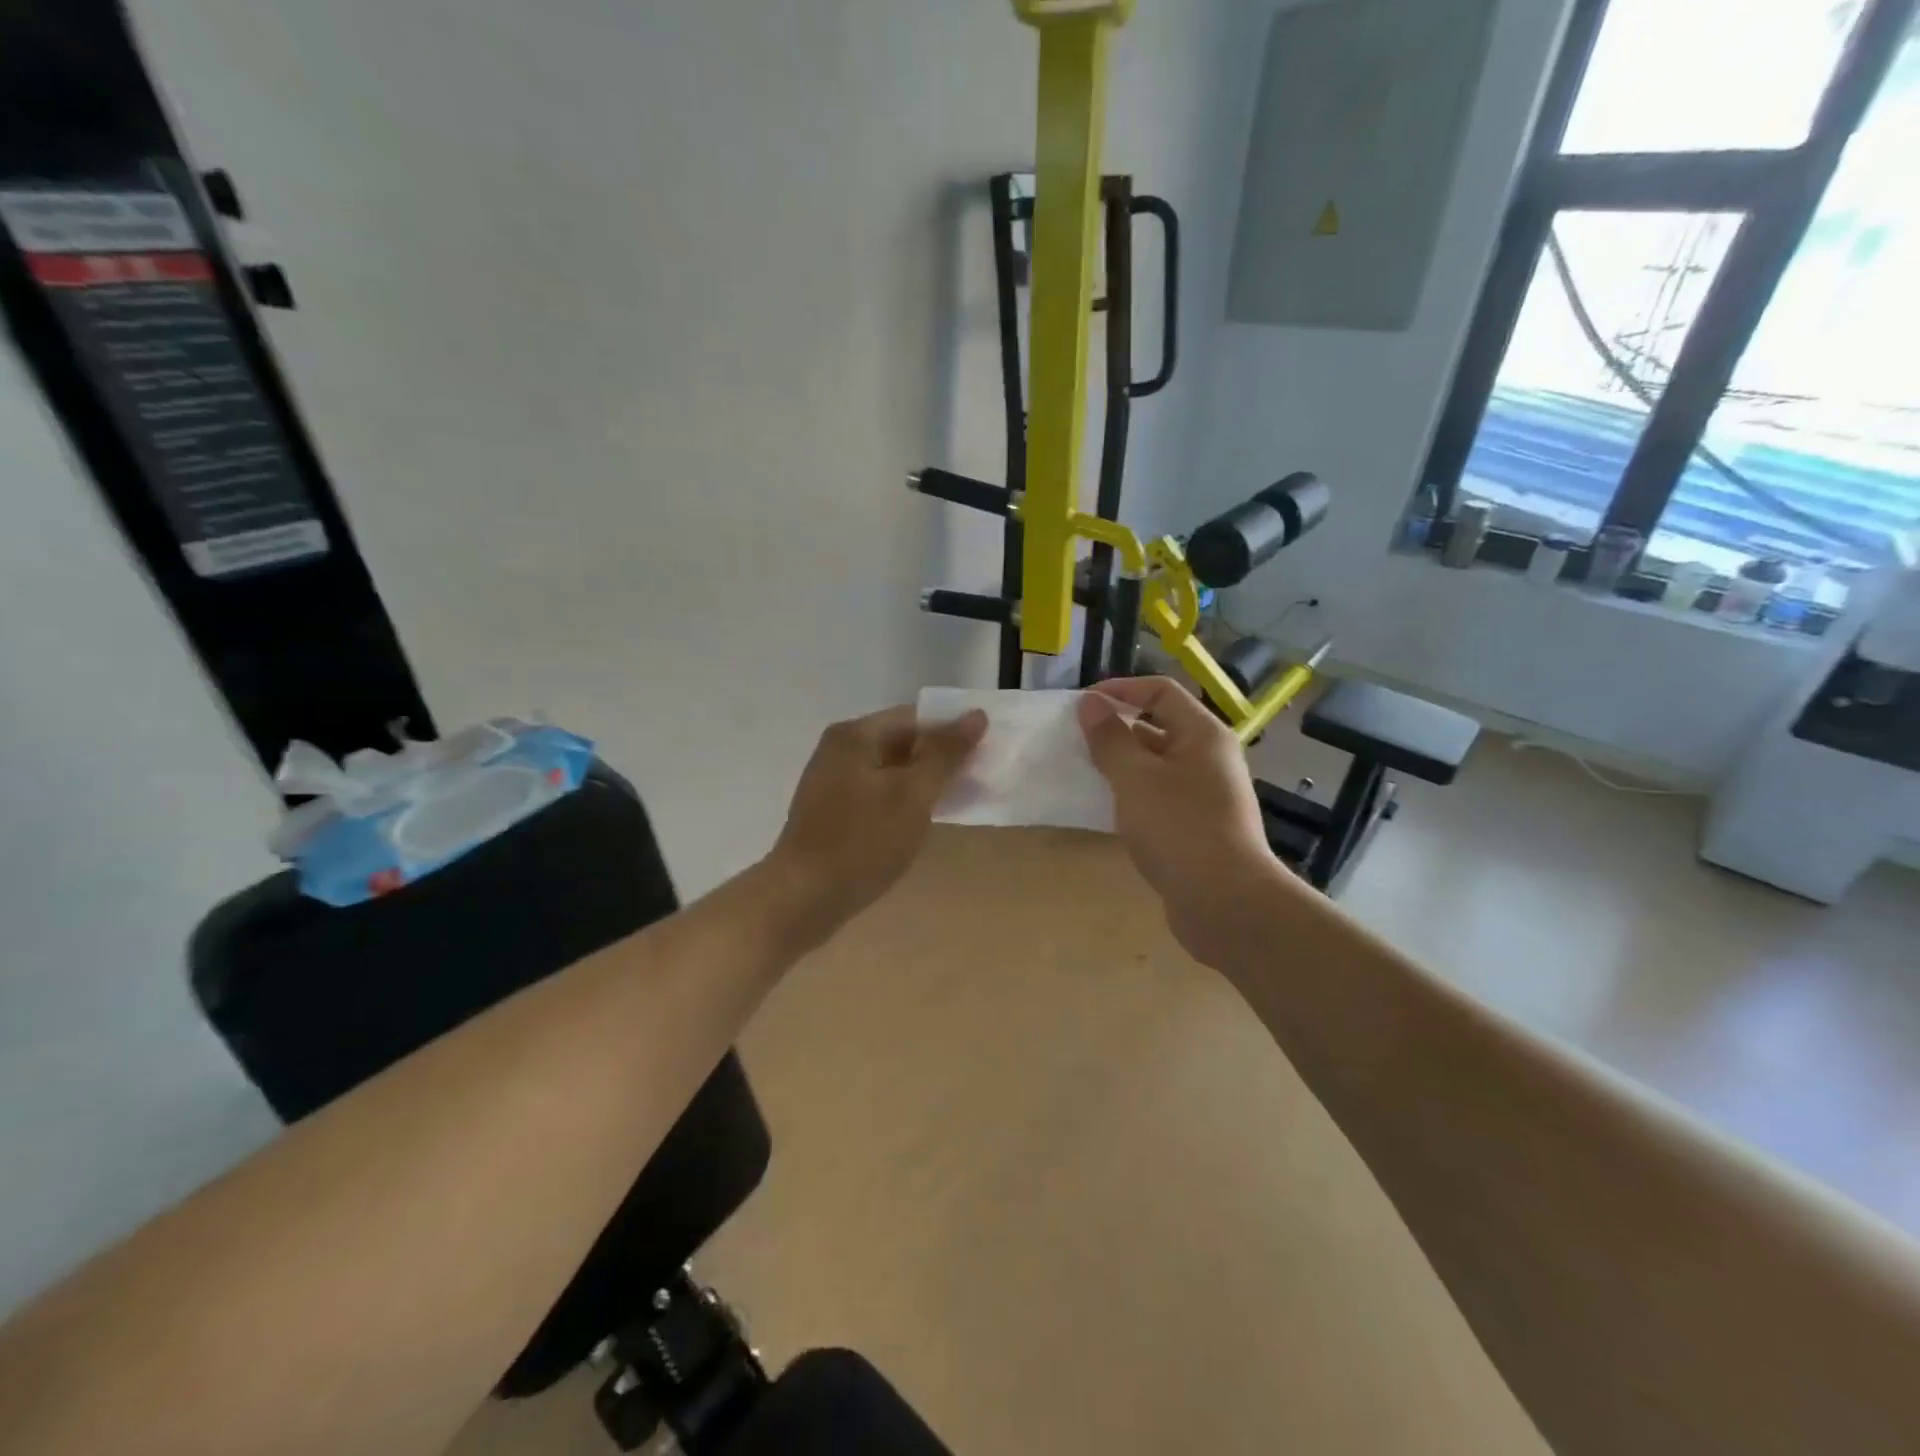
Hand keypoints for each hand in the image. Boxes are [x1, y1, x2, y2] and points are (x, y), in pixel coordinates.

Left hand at [767, 705, 987, 942]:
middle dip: (940, 759)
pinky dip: (900, 802)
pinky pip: (875, 794)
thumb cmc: (862, 841)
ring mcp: (831, 781)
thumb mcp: (913, 795)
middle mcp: (839, 749)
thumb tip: (976, 715)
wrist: (802, 898)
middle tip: (978, 780)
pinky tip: (920, 823)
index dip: (953, 731)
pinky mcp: (830, 811)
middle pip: (901, 741)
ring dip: (922, 783)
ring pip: (890, 771)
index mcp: (855, 735)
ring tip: (956, 802)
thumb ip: (946, 753)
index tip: (986, 753)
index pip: (916, 717)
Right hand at [1078, 678, 1292, 964]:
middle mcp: (1209, 757)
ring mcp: (1205, 794)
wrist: (1225, 902)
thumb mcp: (1135, 778)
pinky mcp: (1197, 827)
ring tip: (1083, 772)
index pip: (1160, 691)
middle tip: (1075, 740)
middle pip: (1159, 727)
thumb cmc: (1179, 828)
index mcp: (1202, 734)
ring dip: (1121, 765)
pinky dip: (1132, 795)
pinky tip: (1106, 809)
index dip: (1120, 689)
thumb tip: (1091, 703)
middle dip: (1116, 729)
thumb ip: (1110, 738)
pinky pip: (1159, 797)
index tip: (1081, 704)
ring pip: (1156, 765)